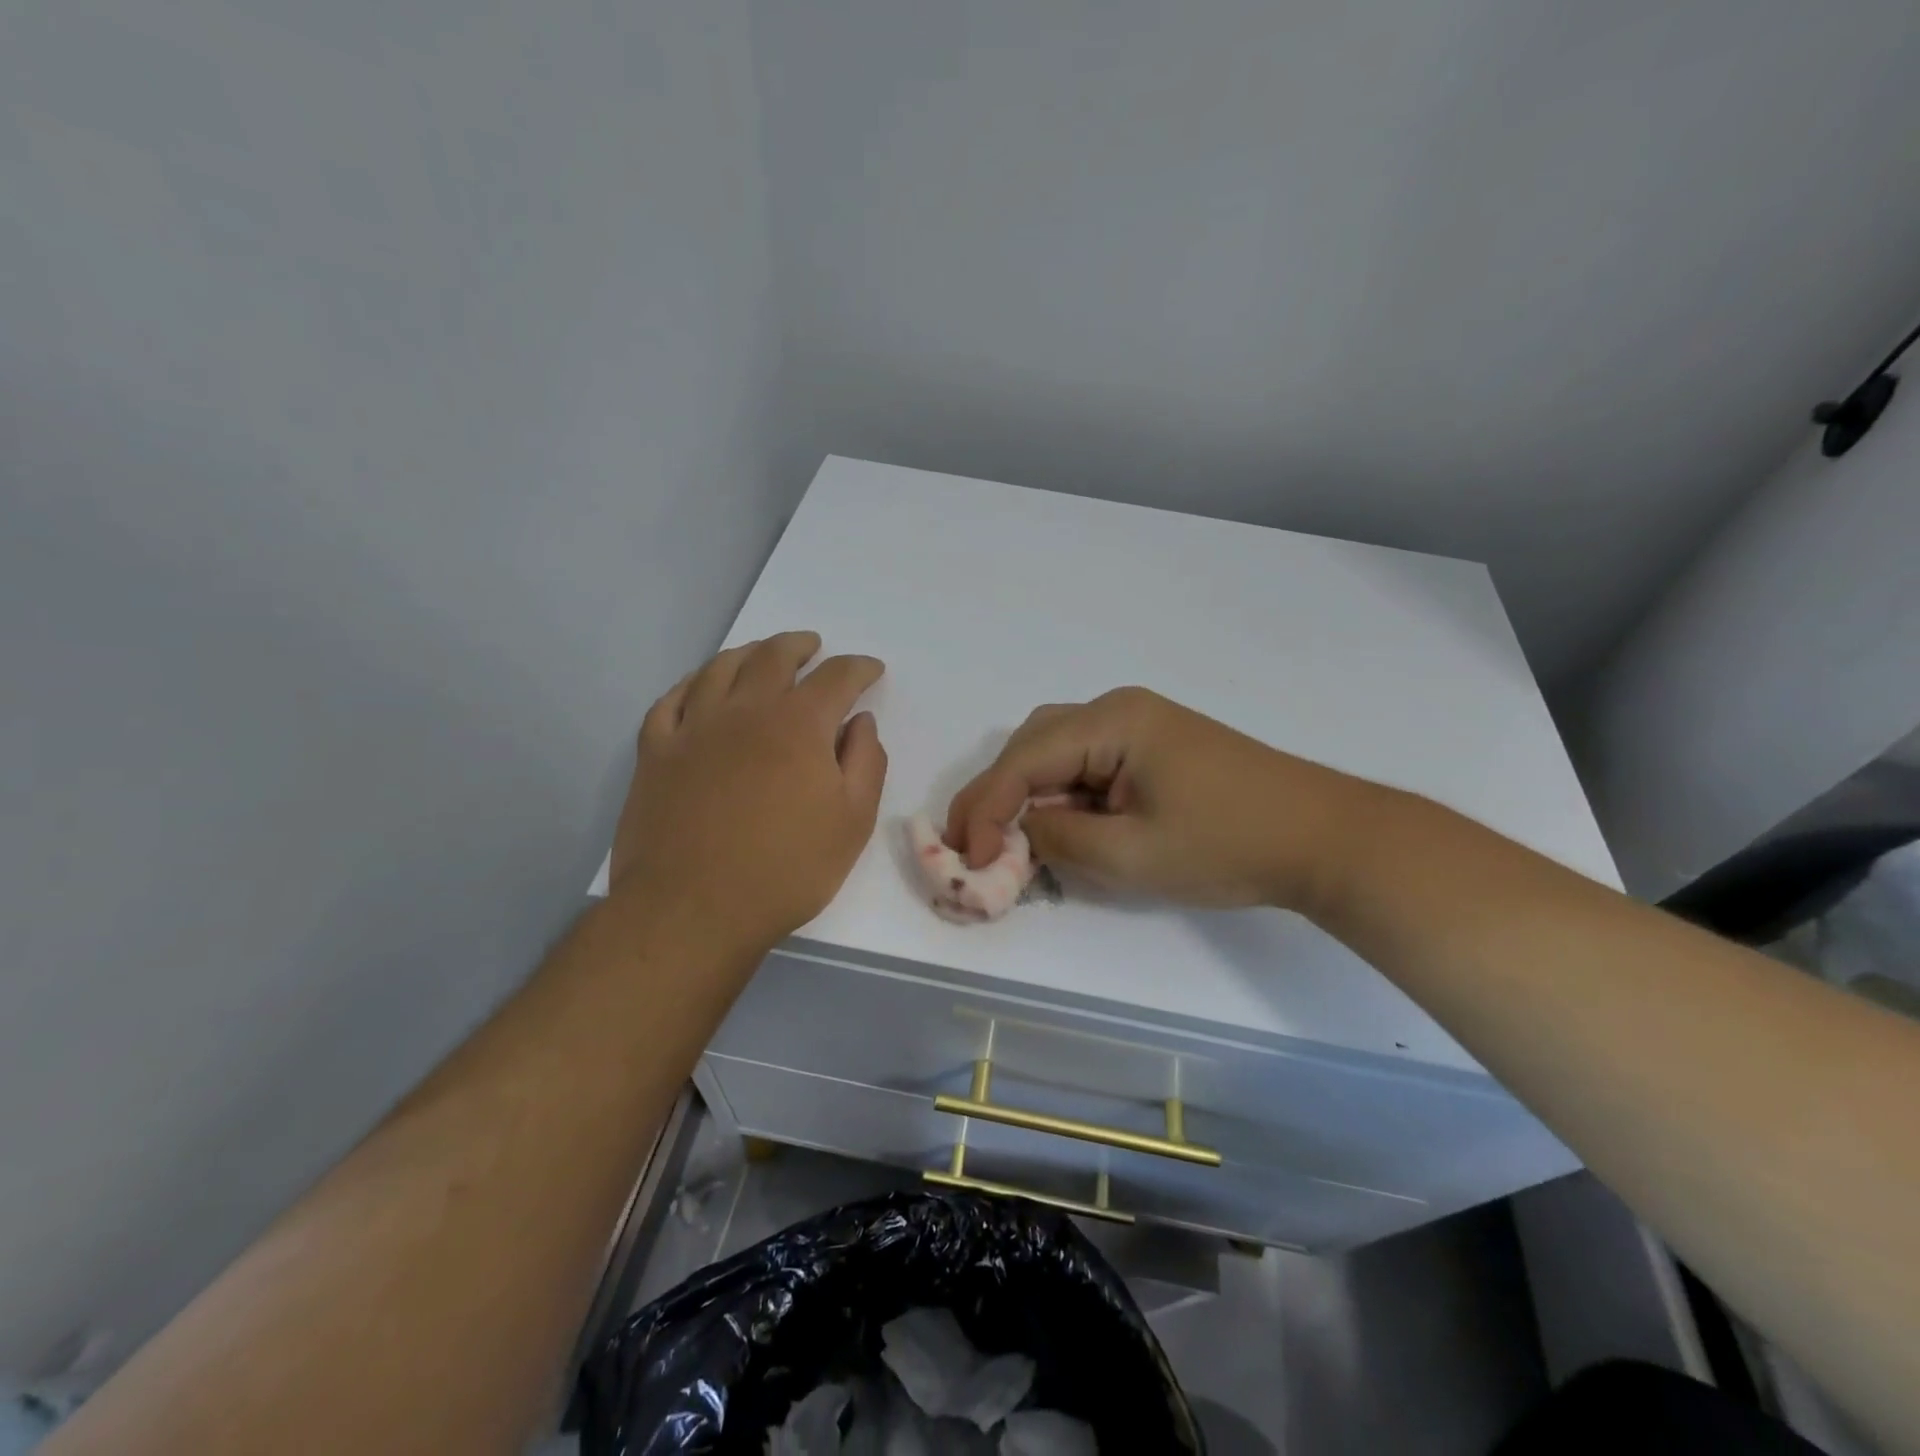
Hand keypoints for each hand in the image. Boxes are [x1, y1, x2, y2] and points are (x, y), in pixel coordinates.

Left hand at [612, 632, 886, 952]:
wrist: (692, 910)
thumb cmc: (786, 869)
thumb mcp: (852, 822)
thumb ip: (866, 762)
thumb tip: (860, 721)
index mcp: (798, 724)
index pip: (835, 677)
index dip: (858, 668)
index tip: (871, 670)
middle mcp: (744, 710)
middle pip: (773, 657)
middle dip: (799, 646)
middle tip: (813, 647)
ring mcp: (693, 728)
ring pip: (720, 669)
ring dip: (747, 653)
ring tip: (760, 654)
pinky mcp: (655, 753)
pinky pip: (670, 701)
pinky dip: (691, 684)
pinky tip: (699, 688)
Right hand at [945, 687, 1367, 912]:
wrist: (1324, 838)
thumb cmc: (1228, 844)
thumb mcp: (1131, 854)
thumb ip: (1058, 841)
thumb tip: (1015, 834)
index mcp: (1112, 721)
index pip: (1024, 759)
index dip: (985, 807)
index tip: (964, 856)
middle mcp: (1118, 709)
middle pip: (1034, 745)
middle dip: (998, 795)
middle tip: (972, 844)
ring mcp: (1140, 726)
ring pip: (1058, 753)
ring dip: (1028, 795)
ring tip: (1007, 841)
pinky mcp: (1154, 748)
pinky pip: (1089, 765)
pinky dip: (1064, 797)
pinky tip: (1059, 829)